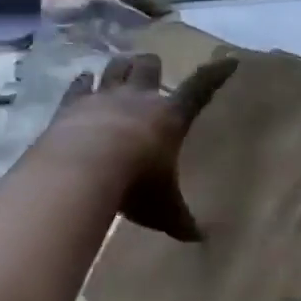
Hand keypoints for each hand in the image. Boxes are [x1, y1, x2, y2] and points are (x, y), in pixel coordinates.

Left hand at [49, 52, 237, 241]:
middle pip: (149, 67)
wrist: (82, 170)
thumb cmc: (135, 184)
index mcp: (170, 117)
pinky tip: (82, 79)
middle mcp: (139, 98)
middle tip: (152, 68)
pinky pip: (79, 86)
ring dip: (120, 67)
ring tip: (121, 68)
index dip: (215, 74)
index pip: (200, 89)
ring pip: (116, 68)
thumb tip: (199, 239)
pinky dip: (82, 82)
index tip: (228, 61)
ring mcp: (103, 97)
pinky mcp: (72, 105)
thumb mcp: (163, 208)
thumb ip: (180, 219)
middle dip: (152, 65)